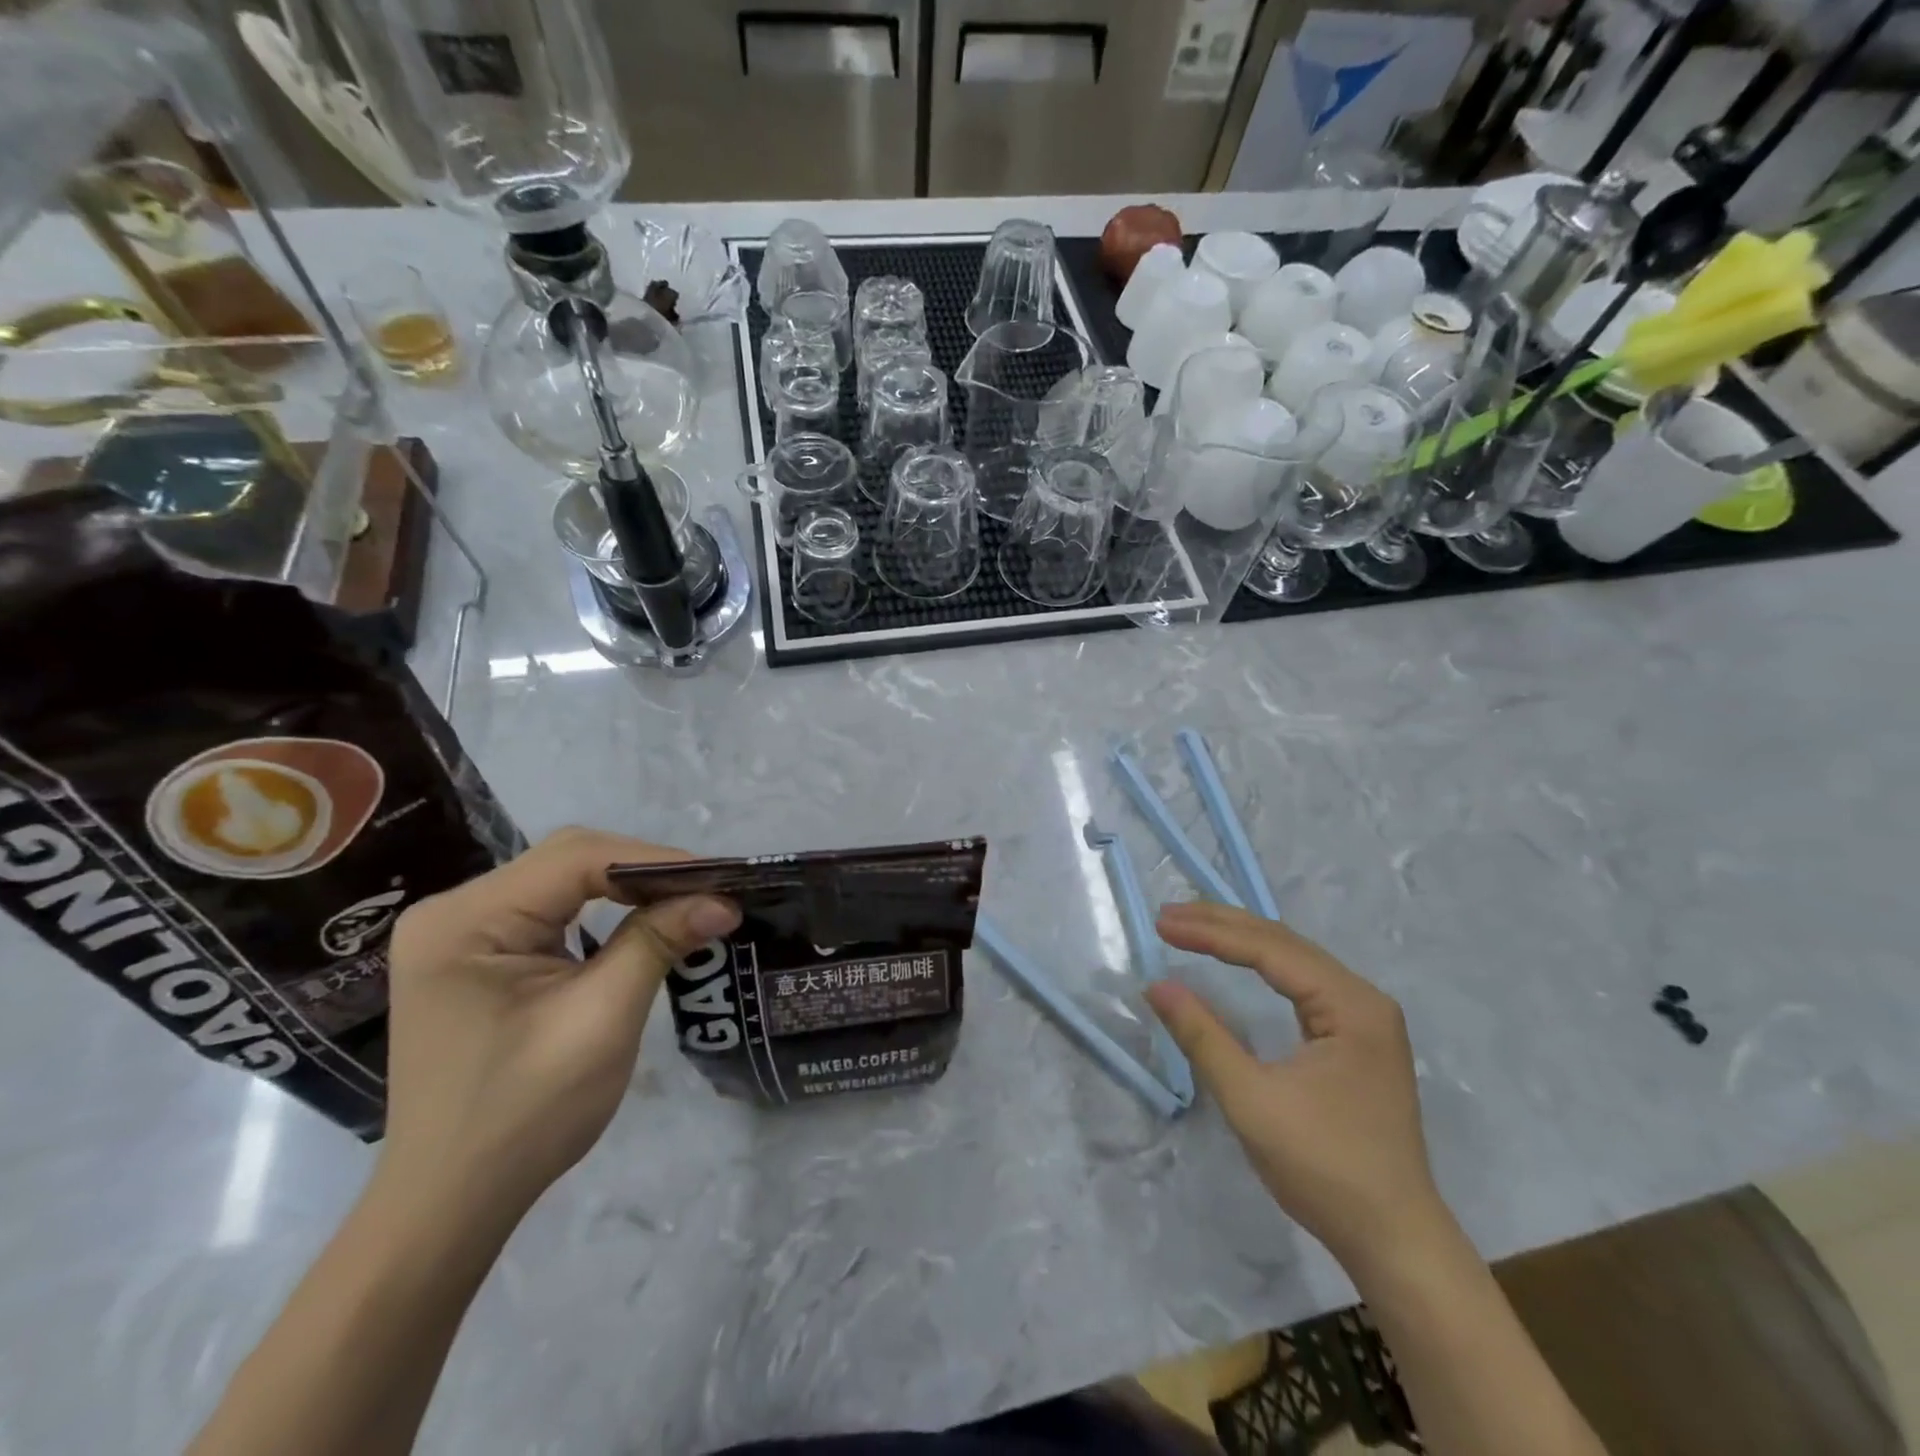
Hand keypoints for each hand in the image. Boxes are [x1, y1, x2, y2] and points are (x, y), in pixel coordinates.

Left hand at [379, 827, 739, 1225]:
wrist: (452, 1203)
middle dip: (644, 873)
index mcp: (465, 921)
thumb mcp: (602, 1020)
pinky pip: (552, 911)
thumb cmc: (524, 1115)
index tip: (719, 880)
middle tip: (708, 893)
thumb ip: (657, 943)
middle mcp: (454, 912)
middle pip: (568, 861)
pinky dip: (604, 912)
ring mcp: (461, 933)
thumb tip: (723, 900)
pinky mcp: (478, 955)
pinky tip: (640, 924)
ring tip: (687, 903)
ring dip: (628, 890)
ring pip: (563, 882)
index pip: (575, 858)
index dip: (654, 861)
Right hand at [1146, 901, 1443, 1267]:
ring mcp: (1364, 1018)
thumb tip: (1156, 985)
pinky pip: (1301, 983)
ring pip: (1293, 959)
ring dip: (1240, 940)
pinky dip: (1261, 965)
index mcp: (1350, 1005)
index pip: (1270, 950)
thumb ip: (1203, 1036)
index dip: (1211, 933)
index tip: (1162, 925)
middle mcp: (1363, 998)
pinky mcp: (1356, 1038)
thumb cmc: (1325, 1168)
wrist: (1394, 1240)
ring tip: (1191, 926)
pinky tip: (1238, 959)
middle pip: (1284, 943)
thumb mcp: (1252, 1100)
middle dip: (1223, 925)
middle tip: (1168, 915)